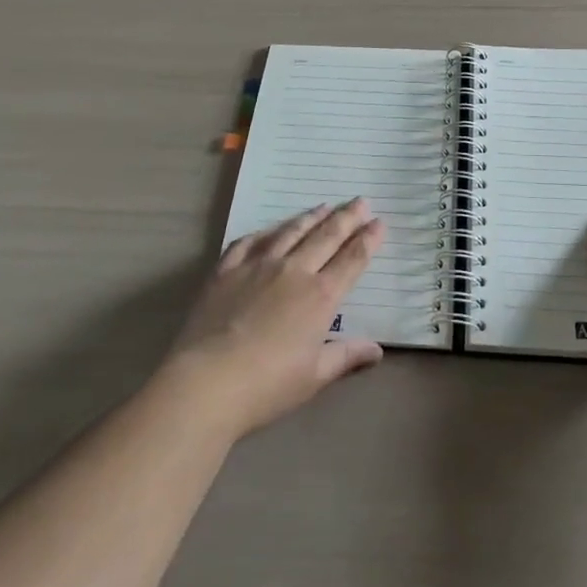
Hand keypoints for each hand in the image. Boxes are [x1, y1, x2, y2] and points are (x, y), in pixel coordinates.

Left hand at [159, 199, 385, 440]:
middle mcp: (294, 271)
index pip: (351, 260)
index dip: (367, 240)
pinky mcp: (227, 270)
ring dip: (311, 217)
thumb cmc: (267, 385)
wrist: (207, 381)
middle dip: (346, 218)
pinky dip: (265, 232)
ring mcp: (258, 265)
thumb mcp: (314, 377)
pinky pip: (249, 242)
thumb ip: (346, 357)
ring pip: (291, 232)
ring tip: (324, 206)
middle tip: (360, 201)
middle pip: (326, 237)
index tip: (379, 222)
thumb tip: (377, 350)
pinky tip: (271, 229)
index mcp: (320, 296)